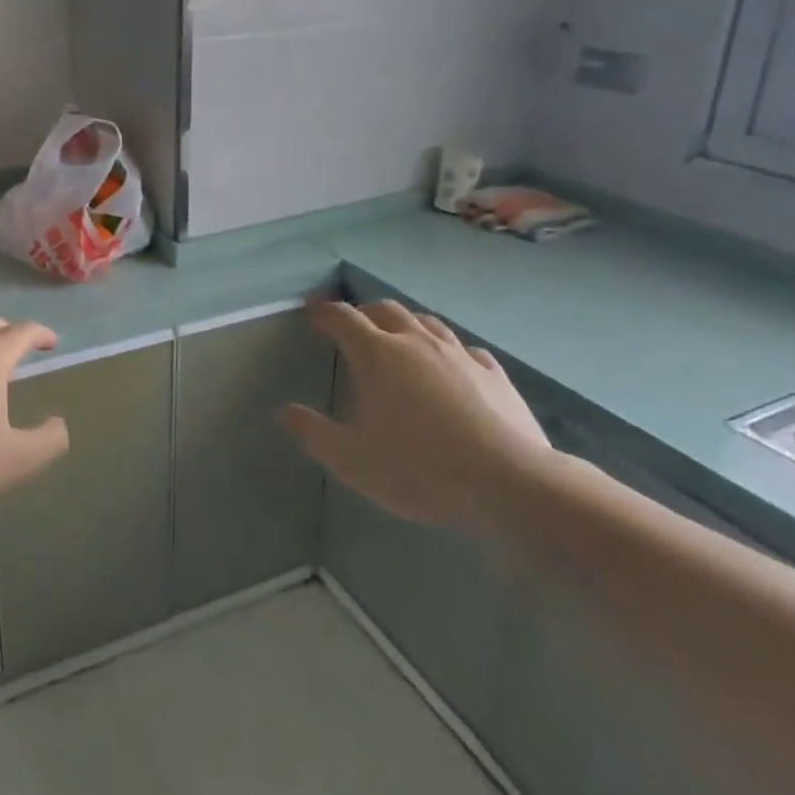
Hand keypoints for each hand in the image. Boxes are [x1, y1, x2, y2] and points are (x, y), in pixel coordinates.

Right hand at [282, 301, 552, 532]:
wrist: (509, 483)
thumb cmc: (419, 468)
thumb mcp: (352, 459)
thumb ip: (314, 433)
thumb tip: (285, 412)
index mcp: (376, 355)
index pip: (342, 318)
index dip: (323, 312)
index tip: (312, 313)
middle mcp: (415, 343)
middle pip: (385, 310)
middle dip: (363, 312)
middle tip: (352, 326)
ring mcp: (459, 355)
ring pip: (426, 322)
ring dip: (405, 323)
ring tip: (398, 337)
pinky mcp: (494, 374)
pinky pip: (465, 349)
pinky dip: (447, 349)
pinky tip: (451, 365)